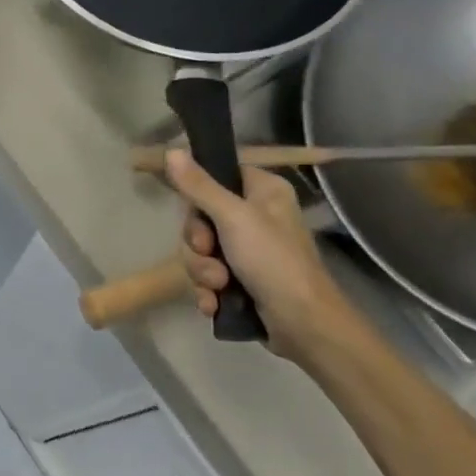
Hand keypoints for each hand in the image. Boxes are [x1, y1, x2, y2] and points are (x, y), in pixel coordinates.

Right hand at [164, 152, 353, 362]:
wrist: (304, 325)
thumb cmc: (273, 261)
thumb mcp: (233, 217)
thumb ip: (199, 186)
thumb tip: (171, 150)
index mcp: (263, 191)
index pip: (217, 176)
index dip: (199, 196)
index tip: (195, 211)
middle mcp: (256, 216)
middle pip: (202, 218)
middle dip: (198, 244)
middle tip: (210, 253)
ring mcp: (248, 251)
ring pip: (201, 251)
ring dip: (202, 271)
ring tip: (219, 286)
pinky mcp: (241, 281)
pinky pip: (208, 277)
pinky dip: (208, 290)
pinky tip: (215, 304)